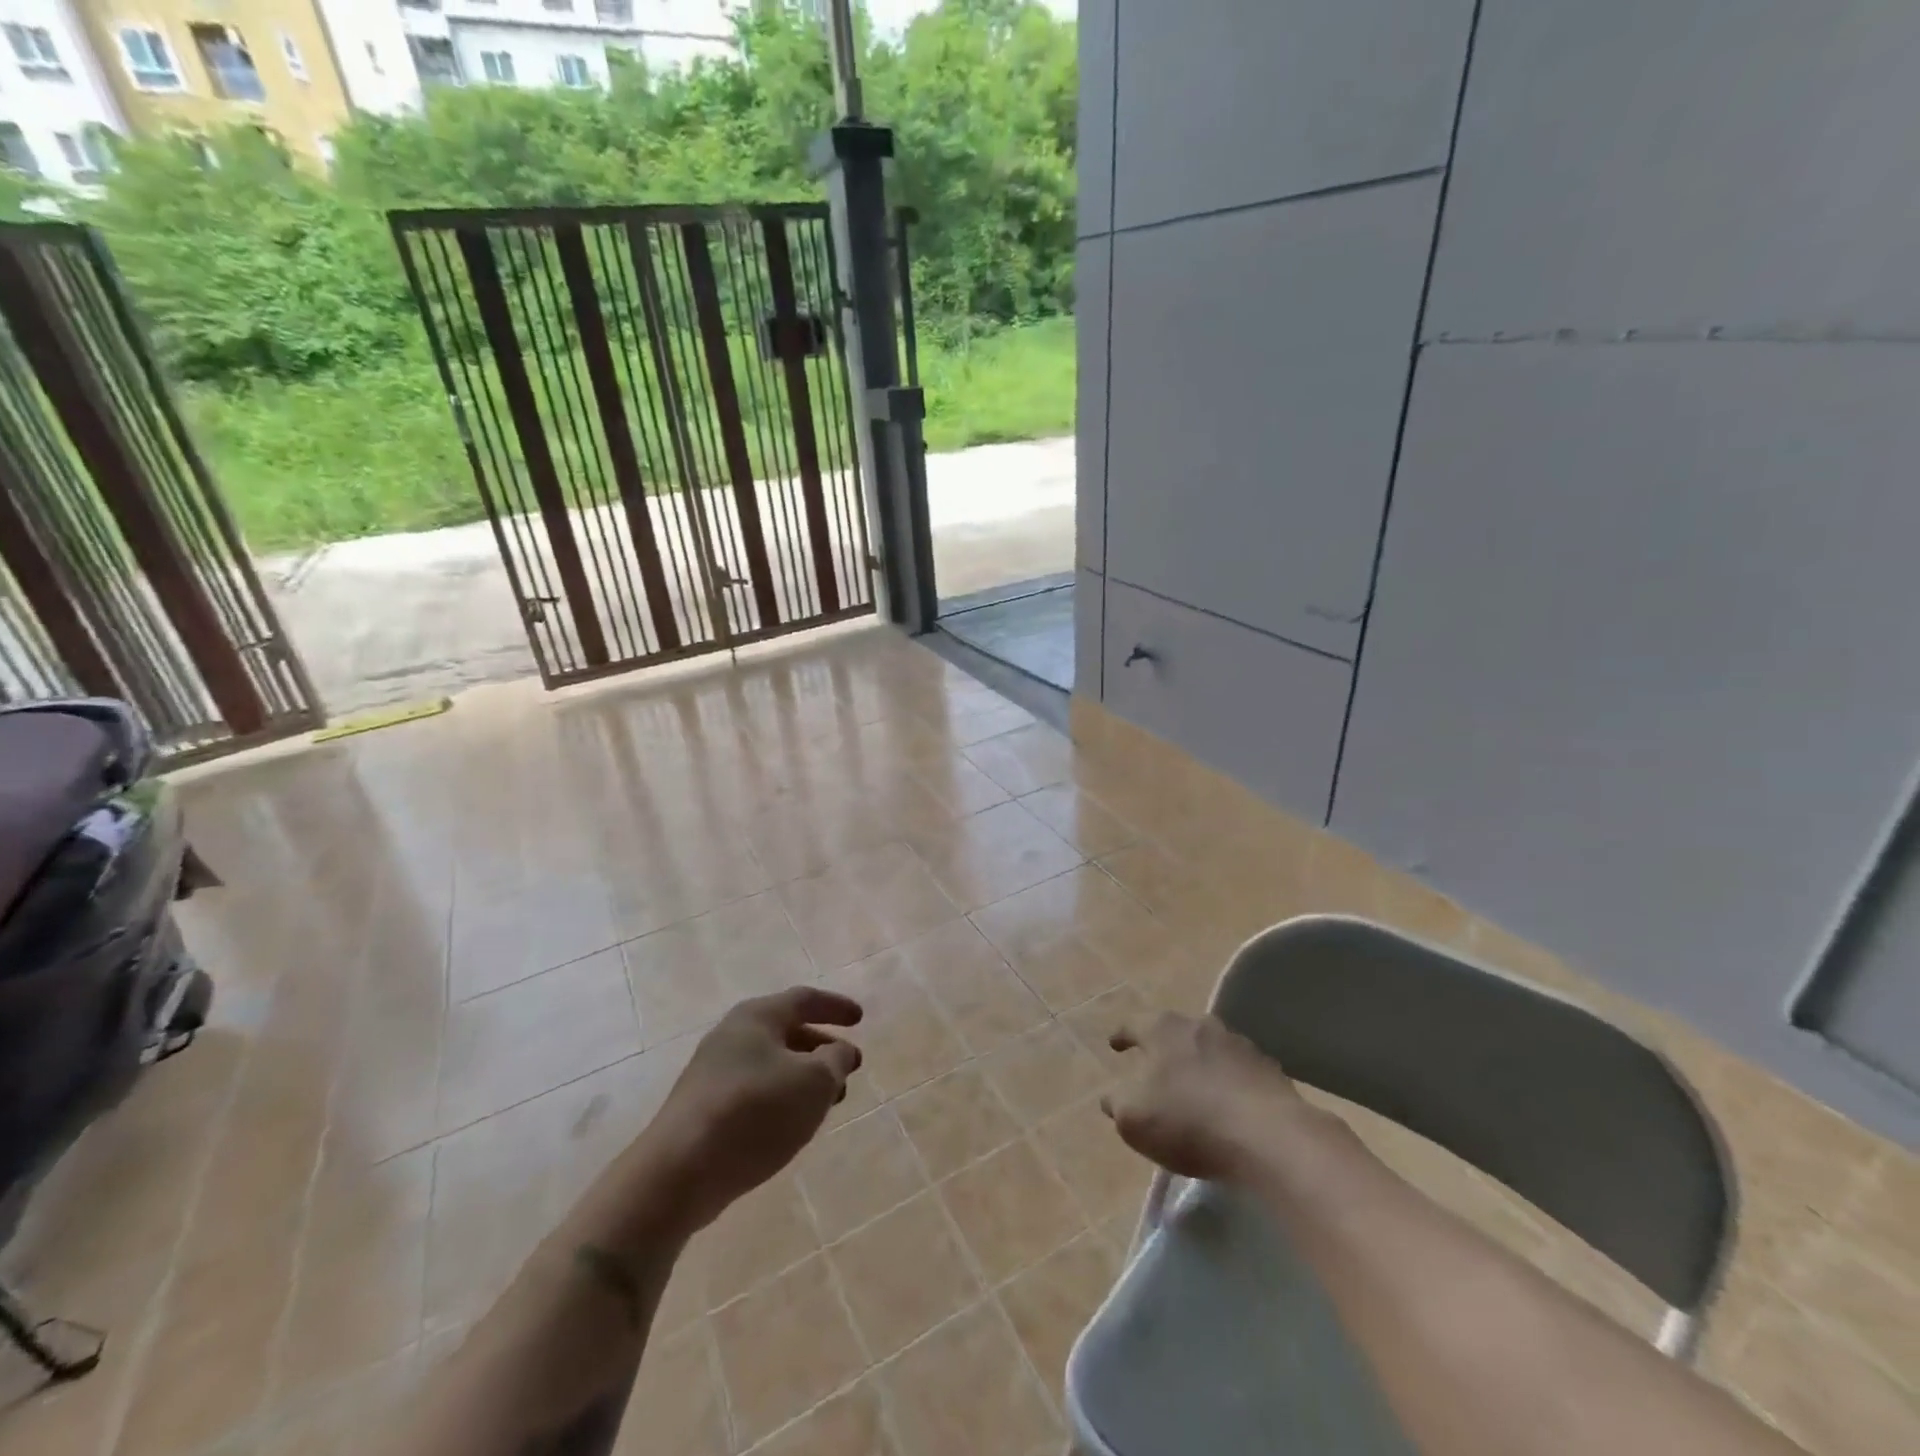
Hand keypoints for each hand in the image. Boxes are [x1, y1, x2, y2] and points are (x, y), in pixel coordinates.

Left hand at [647, 987, 862, 1234]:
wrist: (678, 1172)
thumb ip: (835, 1061)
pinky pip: (753, 1091)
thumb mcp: (813, 1083)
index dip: (836, 1007)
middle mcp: (732, 1035)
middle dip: (821, 1047)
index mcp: (757, 1016)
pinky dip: (781, 1097)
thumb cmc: (755, 1112)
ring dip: (803, 1077)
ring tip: (828, 1103)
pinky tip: (791, 1124)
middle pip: (786, 1031)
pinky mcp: (702, 1108)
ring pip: (771, 1064)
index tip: (860, 1019)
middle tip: (848, 1068)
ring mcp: (713, 1072)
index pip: (805, 999)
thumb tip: (840, 1051)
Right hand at [1100, 1011, 1299, 1181]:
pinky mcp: (1269, 1070)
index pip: (1133, 1024)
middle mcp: (1200, 1025)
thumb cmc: (1188, 1121)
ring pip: (1209, 1048)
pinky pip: (1238, 1072)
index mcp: (1162, 1029)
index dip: (1121, 1035)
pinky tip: (1228, 1105)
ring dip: (1199, 1063)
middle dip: (1163, 1047)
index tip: (1114, 1045)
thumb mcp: (1133, 1118)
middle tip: (1154, 1065)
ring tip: (1194, 1086)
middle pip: (1174, 1031)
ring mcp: (1239, 1044)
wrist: (1269, 1138)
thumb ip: (1116, 1102)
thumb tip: (1111, 1096)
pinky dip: (1228, 1082)